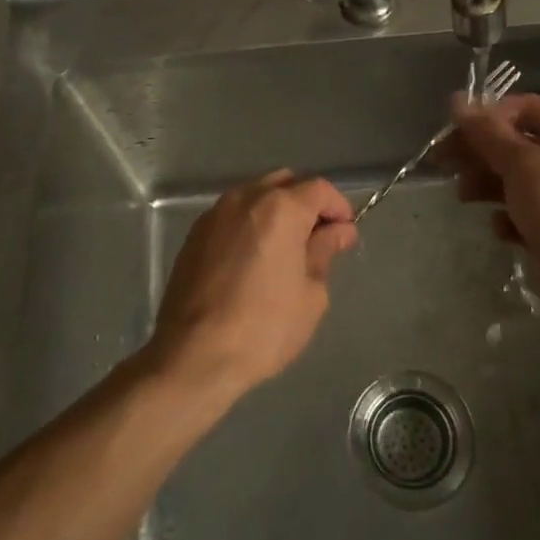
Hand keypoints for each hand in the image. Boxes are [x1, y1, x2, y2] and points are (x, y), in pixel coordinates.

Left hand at [148, 170, 357, 399]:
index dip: (338, 207)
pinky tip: (254, 259)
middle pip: (285, 183)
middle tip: (318, 239)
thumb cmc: (264, 327)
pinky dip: (250, 224)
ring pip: (255, 196)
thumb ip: (324, 252)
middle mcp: (245, 199)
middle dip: (306, 203)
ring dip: (276, 212)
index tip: (345, 234)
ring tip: (286, 250)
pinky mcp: (194, 235)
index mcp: (280, 208)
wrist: (193, 356)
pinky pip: (232, 216)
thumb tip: (337, 232)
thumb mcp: (311, 293)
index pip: (319, 189)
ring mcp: (215, 214)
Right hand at [446, 93, 539, 270]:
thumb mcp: (519, 163)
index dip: (491, 114)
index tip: (458, 128)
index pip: (529, 108)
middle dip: (481, 152)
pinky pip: (527, 214)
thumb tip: (456, 100)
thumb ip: (486, 132)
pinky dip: (509, 217)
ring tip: (463, 195)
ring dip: (487, 183)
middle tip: (445, 162)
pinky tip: (500, 228)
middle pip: (519, 145)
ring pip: (519, 181)